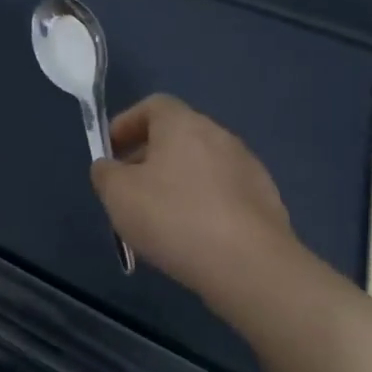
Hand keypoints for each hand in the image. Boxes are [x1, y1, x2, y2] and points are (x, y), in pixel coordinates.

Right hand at [91, 94, 298, 307]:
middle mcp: (219, 136)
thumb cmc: (174, 218)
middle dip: (149, 157)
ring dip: (177, 182)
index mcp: (183, 124)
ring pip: (201, 165)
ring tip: (159, 218)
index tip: (111, 151)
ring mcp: (248, 168)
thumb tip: (108, 167)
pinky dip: (203, 204)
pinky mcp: (265, 200)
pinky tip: (193, 236)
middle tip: (129, 188)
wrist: (250, 265)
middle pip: (178, 135)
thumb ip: (105, 173)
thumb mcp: (118, 195)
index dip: (127, 123)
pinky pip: (223, 192)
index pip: (153, 105)